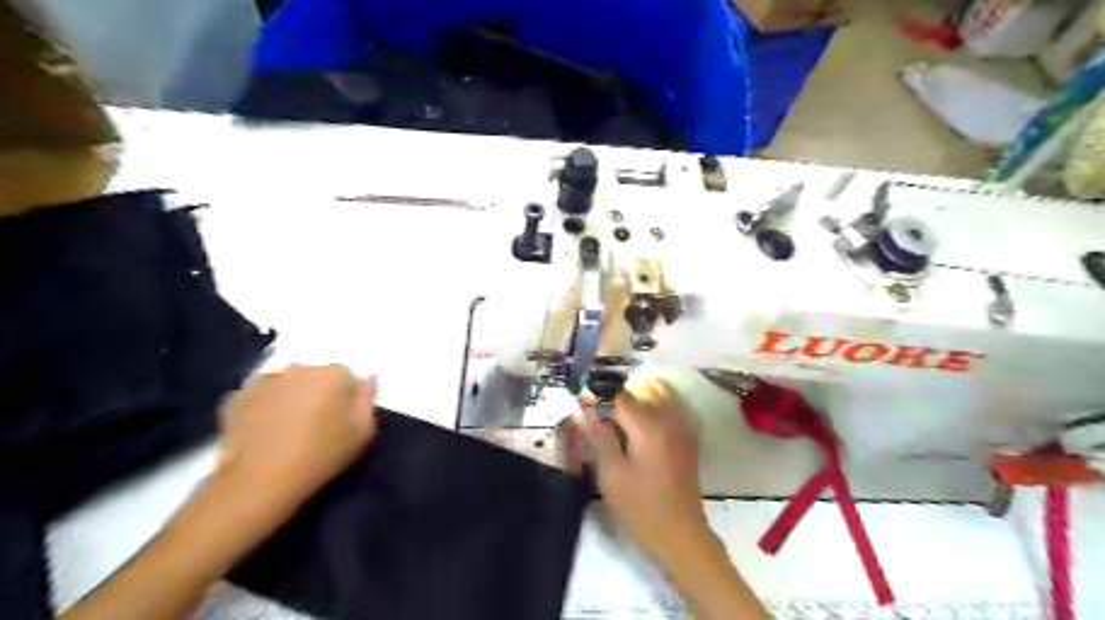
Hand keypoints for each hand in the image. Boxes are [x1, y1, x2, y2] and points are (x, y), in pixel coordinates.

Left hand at [217, 365, 379, 505]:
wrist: (262, 479)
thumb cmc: (323, 454)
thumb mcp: (364, 431)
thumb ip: (368, 399)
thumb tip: (368, 379)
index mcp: (334, 372)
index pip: (348, 377)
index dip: (347, 399)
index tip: (343, 421)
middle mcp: (300, 367)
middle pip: (316, 376)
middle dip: (319, 393)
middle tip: (317, 425)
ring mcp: (266, 380)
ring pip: (287, 383)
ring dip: (292, 397)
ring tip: (289, 429)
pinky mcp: (238, 397)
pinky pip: (261, 396)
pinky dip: (266, 407)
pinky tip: (267, 430)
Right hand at [580, 377, 705, 565]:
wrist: (681, 534)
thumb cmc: (641, 507)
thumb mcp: (611, 475)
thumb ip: (600, 438)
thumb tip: (587, 413)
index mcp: (649, 426)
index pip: (622, 397)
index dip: (602, 401)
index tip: (588, 411)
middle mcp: (669, 420)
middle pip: (641, 396)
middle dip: (621, 403)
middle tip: (602, 422)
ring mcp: (683, 429)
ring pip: (659, 400)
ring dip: (640, 404)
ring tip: (622, 423)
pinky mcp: (688, 441)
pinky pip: (671, 413)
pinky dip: (656, 412)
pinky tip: (643, 429)